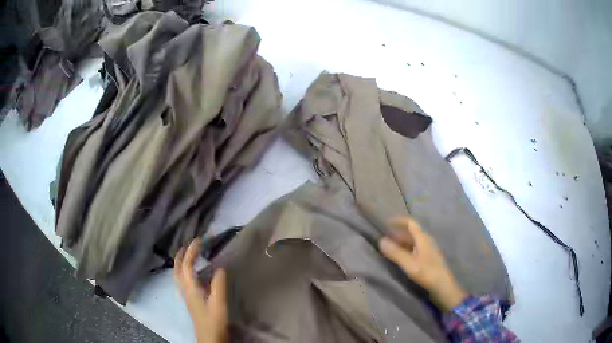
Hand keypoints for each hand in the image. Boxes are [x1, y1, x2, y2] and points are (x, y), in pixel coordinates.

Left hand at [175, 239, 227, 342]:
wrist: (209, 337)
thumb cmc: (214, 320)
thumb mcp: (219, 303)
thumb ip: (219, 284)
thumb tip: (220, 267)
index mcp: (190, 287)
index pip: (187, 264)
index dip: (191, 251)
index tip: (199, 240)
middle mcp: (184, 289)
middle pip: (177, 267)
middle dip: (182, 254)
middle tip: (190, 244)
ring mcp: (185, 295)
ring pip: (177, 273)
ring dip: (181, 261)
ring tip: (189, 255)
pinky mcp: (189, 299)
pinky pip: (182, 279)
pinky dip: (184, 270)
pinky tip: (192, 274)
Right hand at [379, 217, 466, 310]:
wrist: (442, 285)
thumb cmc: (427, 273)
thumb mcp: (409, 264)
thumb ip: (395, 252)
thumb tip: (381, 240)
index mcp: (422, 238)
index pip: (410, 223)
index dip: (399, 221)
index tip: (387, 222)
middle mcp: (426, 240)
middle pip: (411, 232)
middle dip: (398, 234)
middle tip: (386, 239)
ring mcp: (429, 249)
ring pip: (413, 241)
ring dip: (402, 242)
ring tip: (391, 248)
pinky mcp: (429, 258)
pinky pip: (415, 248)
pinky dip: (406, 249)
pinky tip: (401, 258)